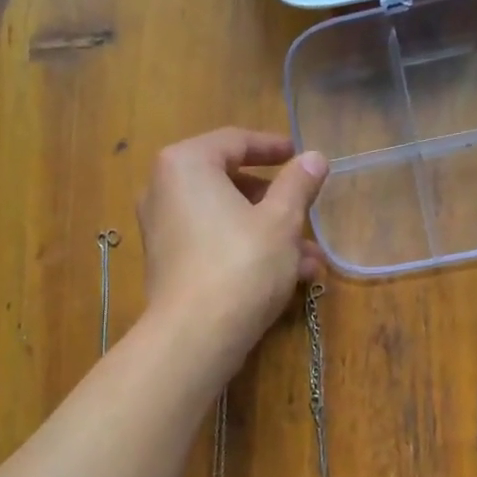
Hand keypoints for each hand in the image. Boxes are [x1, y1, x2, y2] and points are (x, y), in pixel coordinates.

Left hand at [137, 128, 328, 372]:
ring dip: (269, 232)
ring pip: (226, 218)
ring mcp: (162, 229)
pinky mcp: (168, 264)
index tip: (300, 155)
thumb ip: (298, 184)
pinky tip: (287, 277)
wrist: (196, 335)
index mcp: (186, 164)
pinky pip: (212, 243)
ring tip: (310, 258)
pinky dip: (246, 250)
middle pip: (229, 182)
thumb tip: (314, 158)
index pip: (235, 141)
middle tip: (307, 211)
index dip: (273, 147)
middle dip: (276, 201)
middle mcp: (164, 190)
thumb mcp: (281, 220)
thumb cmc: (242, 264)